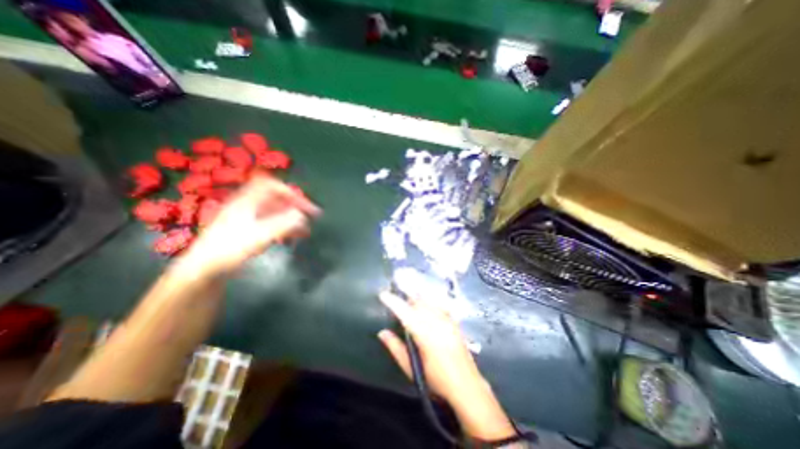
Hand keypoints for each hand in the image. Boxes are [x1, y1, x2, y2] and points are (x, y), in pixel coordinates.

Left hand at [179, 175, 320, 277]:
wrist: (203, 271)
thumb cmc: (229, 250)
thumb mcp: (260, 236)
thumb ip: (284, 224)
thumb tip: (303, 216)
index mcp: (247, 201)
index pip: (271, 185)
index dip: (291, 192)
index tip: (305, 206)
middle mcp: (247, 206)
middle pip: (276, 199)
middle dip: (295, 206)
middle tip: (311, 217)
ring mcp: (246, 218)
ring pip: (275, 212)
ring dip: (292, 219)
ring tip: (305, 231)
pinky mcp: (247, 231)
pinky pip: (270, 223)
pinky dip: (284, 228)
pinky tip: (291, 238)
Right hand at [379, 290, 483, 402]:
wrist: (466, 386)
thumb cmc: (436, 380)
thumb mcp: (412, 368)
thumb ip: (396, 348)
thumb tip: (382, 332)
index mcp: (424, 334)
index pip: (405, 312)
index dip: (393, 302)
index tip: (383, 294)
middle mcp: (436, 322)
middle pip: (417, 302)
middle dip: (405, 299)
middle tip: (396, 302)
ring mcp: (447, 320)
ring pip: (428, 301)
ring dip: (417, 299)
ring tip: (409, 302)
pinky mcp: (453, 321)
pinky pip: (438, 305)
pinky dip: (429, 302)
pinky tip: (426, 306)